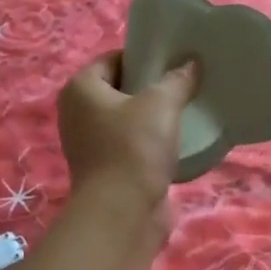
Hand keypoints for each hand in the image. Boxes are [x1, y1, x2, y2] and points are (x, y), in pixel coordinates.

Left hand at [57, 52, 198, 225]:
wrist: (123, 213)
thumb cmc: (134, 147)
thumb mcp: (161, 104)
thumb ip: (178, 79)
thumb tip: (191, 62)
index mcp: (81, 89)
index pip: (114, 58)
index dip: (144, 56)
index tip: (176, 60)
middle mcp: (79, 113)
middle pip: (122, 88)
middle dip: (152, 86)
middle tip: (186, 81)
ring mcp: (91, 143)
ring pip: (129, 118)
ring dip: (154, 116)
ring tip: (187, 108)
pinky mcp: (108, 168)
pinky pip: (134, 144)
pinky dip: (153, 141)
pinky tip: (179, 139)